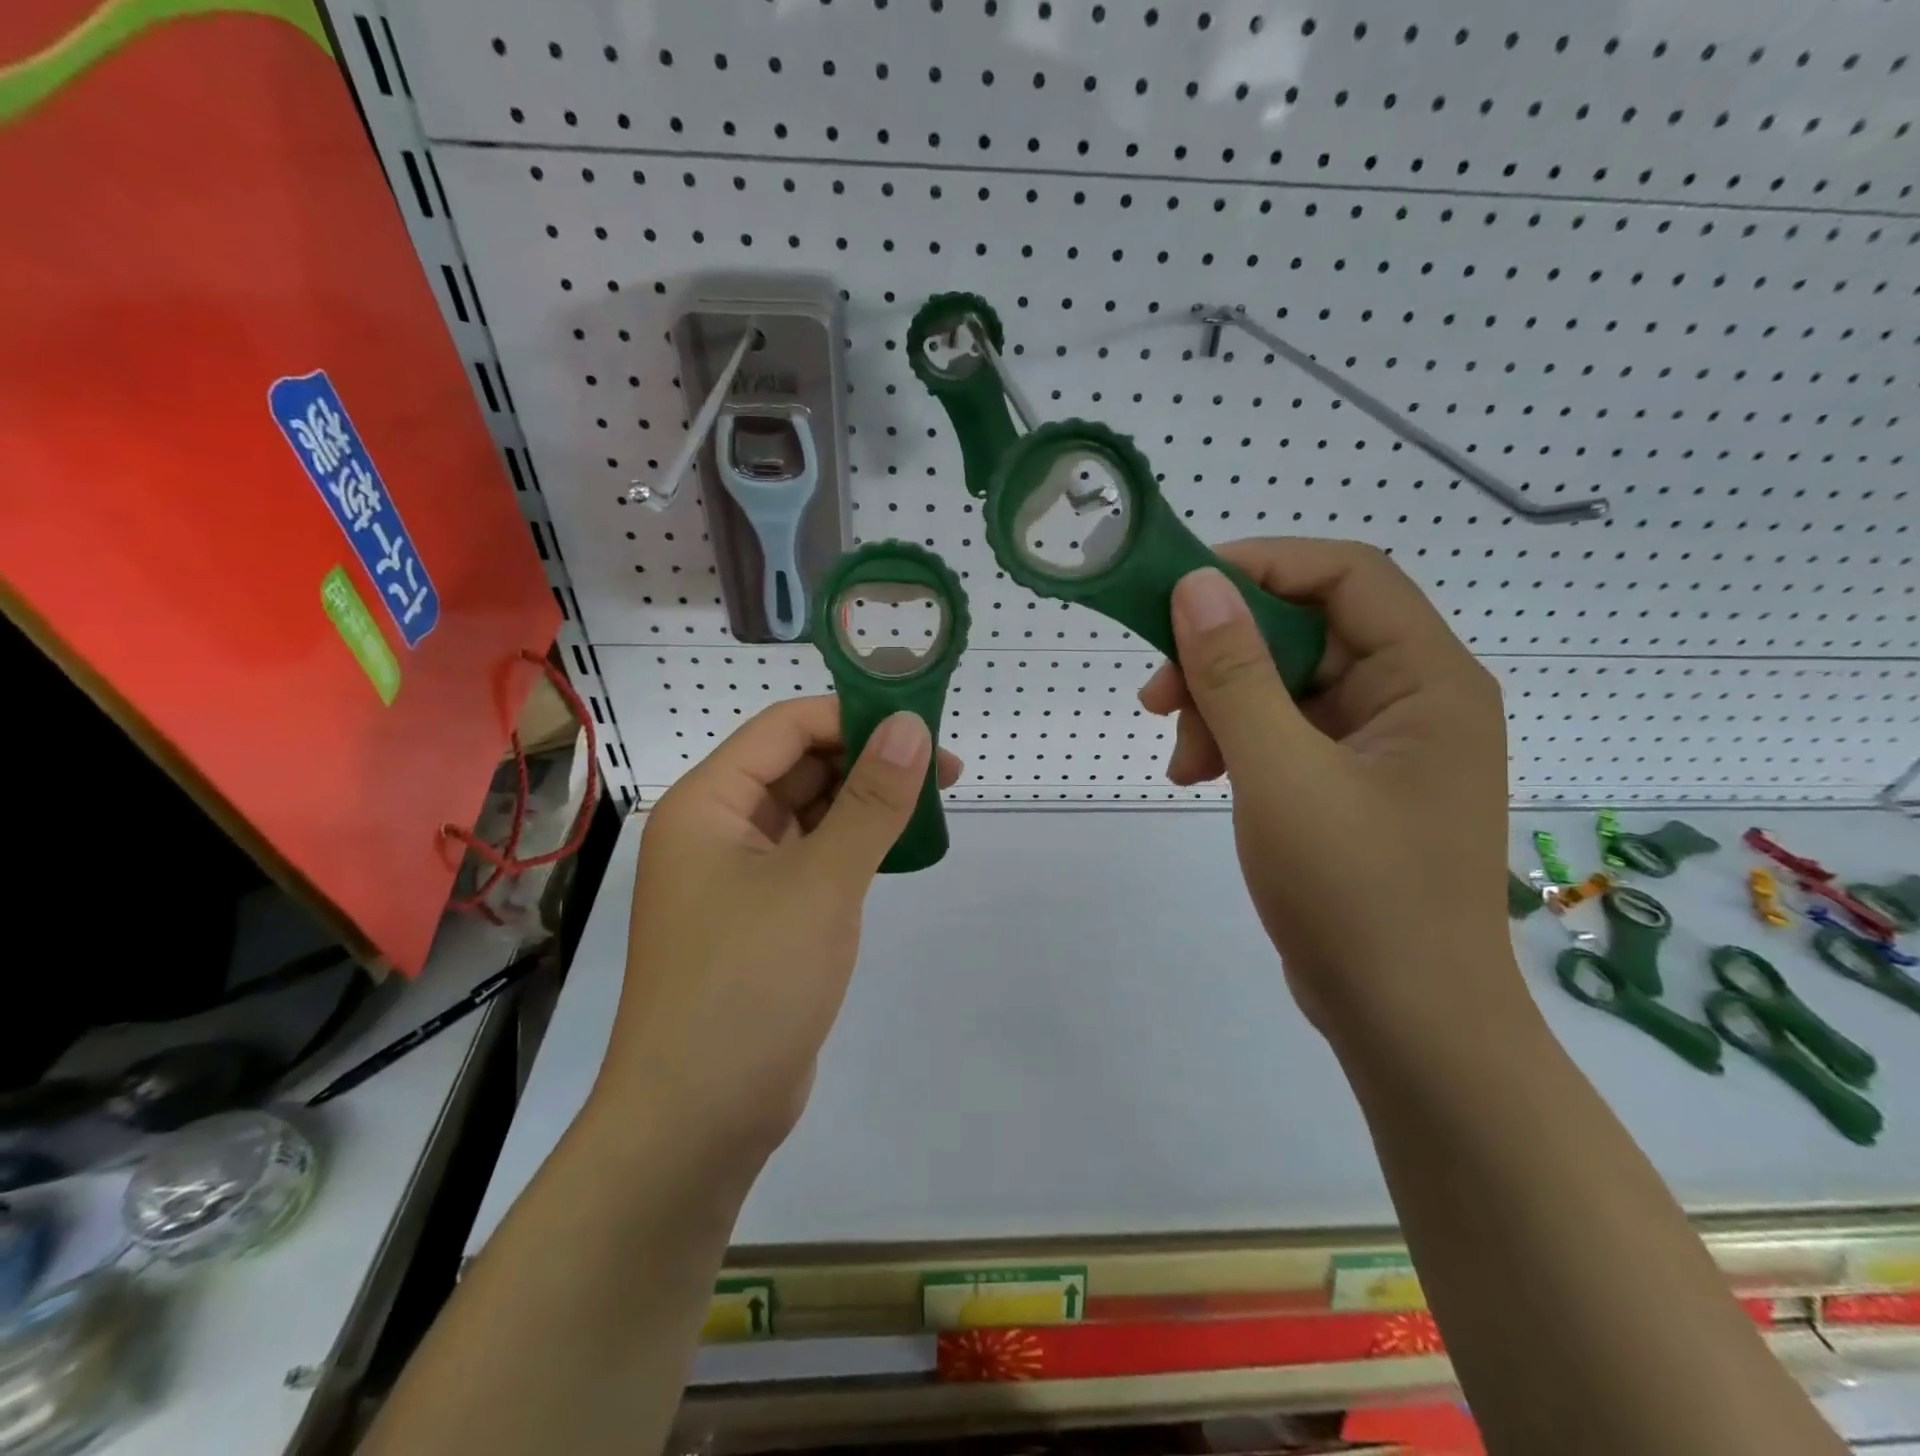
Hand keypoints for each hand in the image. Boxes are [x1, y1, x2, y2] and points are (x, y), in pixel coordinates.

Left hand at [598, 698, 961, 1162]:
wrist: (699, 1120)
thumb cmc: (750, 986)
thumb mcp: (821, 884)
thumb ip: (871, 802)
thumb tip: (910, 726)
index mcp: (707, 804)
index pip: (785, 728)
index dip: (852, 715)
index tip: (921, 723)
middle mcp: (716, 830)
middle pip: (798, 767)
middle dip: (867, 760)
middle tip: (943, 768)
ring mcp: (737, 877)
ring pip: (808, 813)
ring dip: (865, 803)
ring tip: (932, 802)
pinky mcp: (762, 917)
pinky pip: (812, 858)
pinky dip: (854, 846)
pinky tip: (898, 847)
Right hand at [1140, 540, 1519, 1044]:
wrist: (1407, 1024)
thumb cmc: (1355, 894)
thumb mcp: (1280, 774)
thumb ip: (1235, 675)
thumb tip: (1197, 585)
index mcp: (1428, 679)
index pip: (1346, 575)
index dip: (1261, 567)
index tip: (1179, 593)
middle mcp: (1414, 698)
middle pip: (1306, 631)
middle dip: (1223, 656)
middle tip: (1157, 697)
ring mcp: (1382, 745)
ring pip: (1285, 684)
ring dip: (1221, 707)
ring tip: (1180, 761)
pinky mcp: (1351, 784)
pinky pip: (1286, 732)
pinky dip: (1236, 743)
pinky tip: (1198, 776)